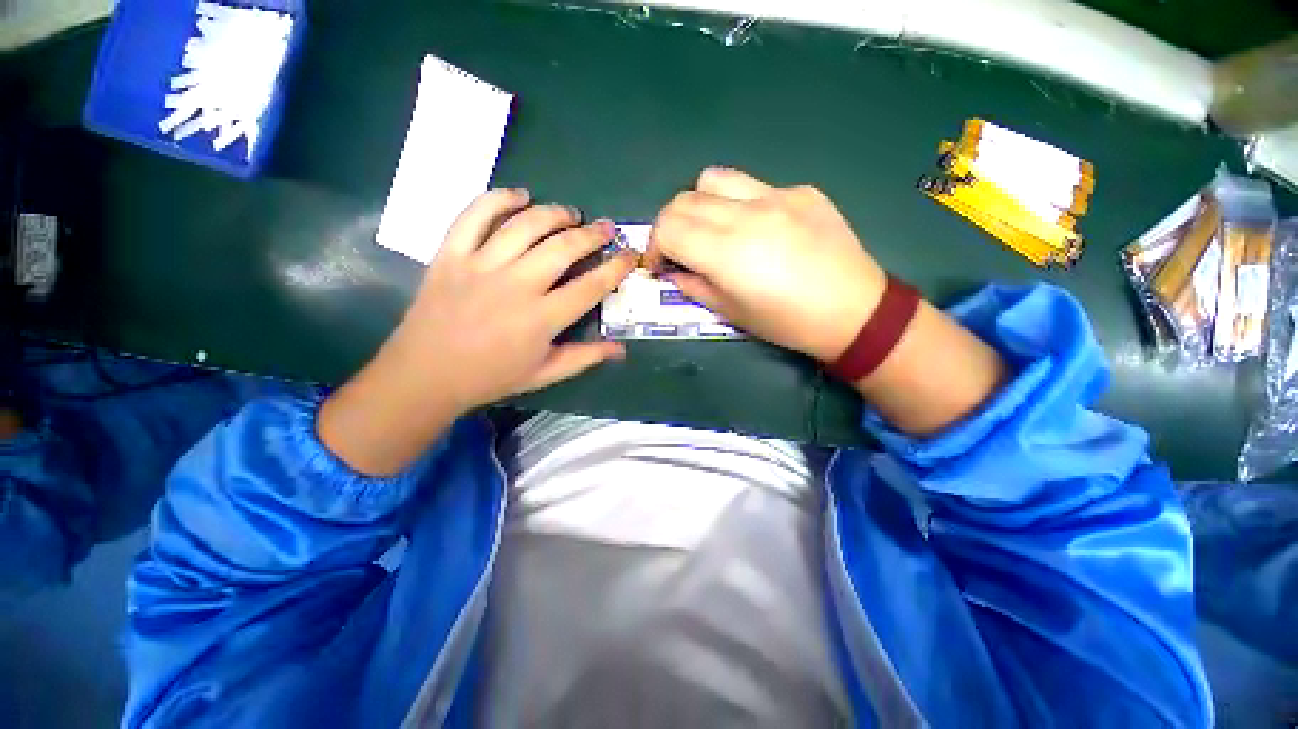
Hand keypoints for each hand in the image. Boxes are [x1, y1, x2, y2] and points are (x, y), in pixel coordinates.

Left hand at [319, 188, 637, 475]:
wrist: (426, 374)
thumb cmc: (492, 377)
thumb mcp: (545, 374)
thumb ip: (585, 357)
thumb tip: (621, 349)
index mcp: (542, 318)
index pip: (591, 285)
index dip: (617, 267)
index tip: (630, 255)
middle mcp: (516, 285)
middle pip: (563, 247)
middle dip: (593, 234)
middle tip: (606, 228)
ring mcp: (481, 265)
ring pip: (526, 225)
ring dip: (554, 213)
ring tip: (570, 214)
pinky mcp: (451, 254)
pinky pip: (475, 214)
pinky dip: (499, 198)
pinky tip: (520, 195)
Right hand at [650, 167, 1004, 434]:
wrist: (854, 311)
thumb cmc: (787, 323)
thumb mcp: (731, 313)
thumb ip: (694, 286)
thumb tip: (673, 271)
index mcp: (726, 252)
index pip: (667, 227)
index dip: (653, 247)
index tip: (659, 265)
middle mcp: (746, 213)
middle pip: (683, 200)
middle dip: (669, 226)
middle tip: (679, 250)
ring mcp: (777, 195)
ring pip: (714, 179)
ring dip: (699, 204)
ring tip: (710, 230)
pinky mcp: (801, 190)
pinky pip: (754, 186)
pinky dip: (738, 204)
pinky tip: (757, 229)